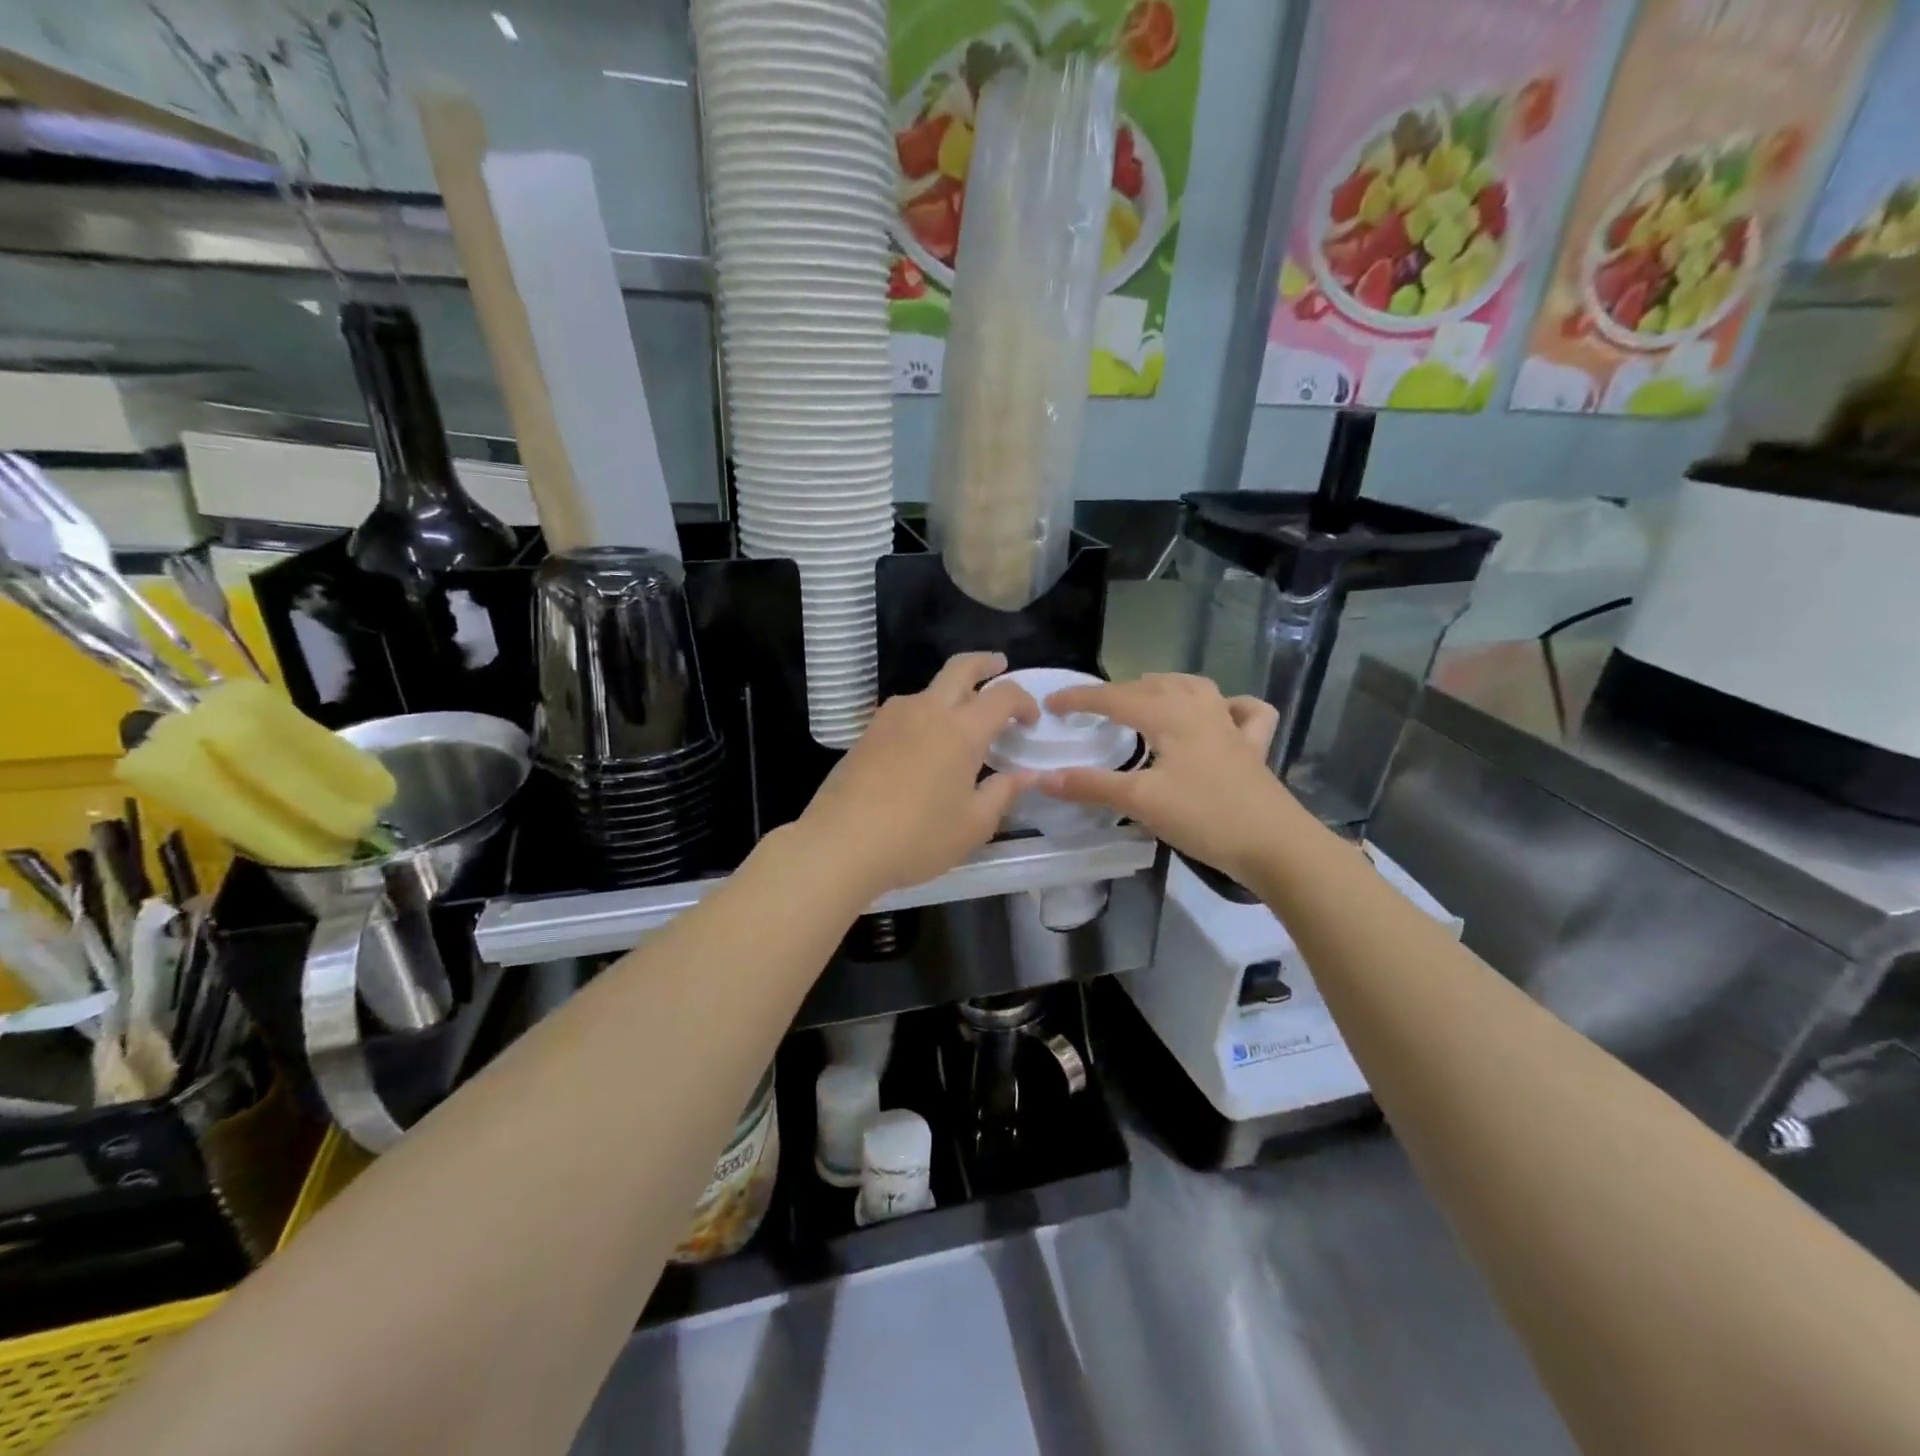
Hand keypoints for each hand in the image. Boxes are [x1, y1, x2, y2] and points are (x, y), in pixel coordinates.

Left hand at [798, 653, 1038, 898]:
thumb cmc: (917, 837)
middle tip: (999, 665)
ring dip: (950, 693)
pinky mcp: (867, 733)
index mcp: (961, 730)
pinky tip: (923, 746)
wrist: (841, 843)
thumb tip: (1028, 775)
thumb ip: (1004, 793)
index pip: (1002, 696)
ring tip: (960, 721)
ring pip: (928, 690)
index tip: (1030, 720)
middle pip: (960, 668)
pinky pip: (905, 712)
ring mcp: (891, 718)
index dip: (1023, 701)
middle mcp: (927, 711)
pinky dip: (924, 715)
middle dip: (984, 663)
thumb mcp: (973, 825)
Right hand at [1039, 674, 1306, 881]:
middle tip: (1091, 709)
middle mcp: (1200, 708)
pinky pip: (1242, 711)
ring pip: (1194, 687)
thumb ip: (1091, 786)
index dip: (1080, 699)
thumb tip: (1042, 778)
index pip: (1114, 698)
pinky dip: (1228, 705)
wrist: (1274, 844)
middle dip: (1117, 691)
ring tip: (1144, 695)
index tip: (1050, 704)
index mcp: (1169, 715)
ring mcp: (1230, 725)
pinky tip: (1220, 714)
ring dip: (1164, 685)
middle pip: (1152, 685)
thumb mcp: (1140, 802)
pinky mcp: (1253, 746)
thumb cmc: (1204, 817)